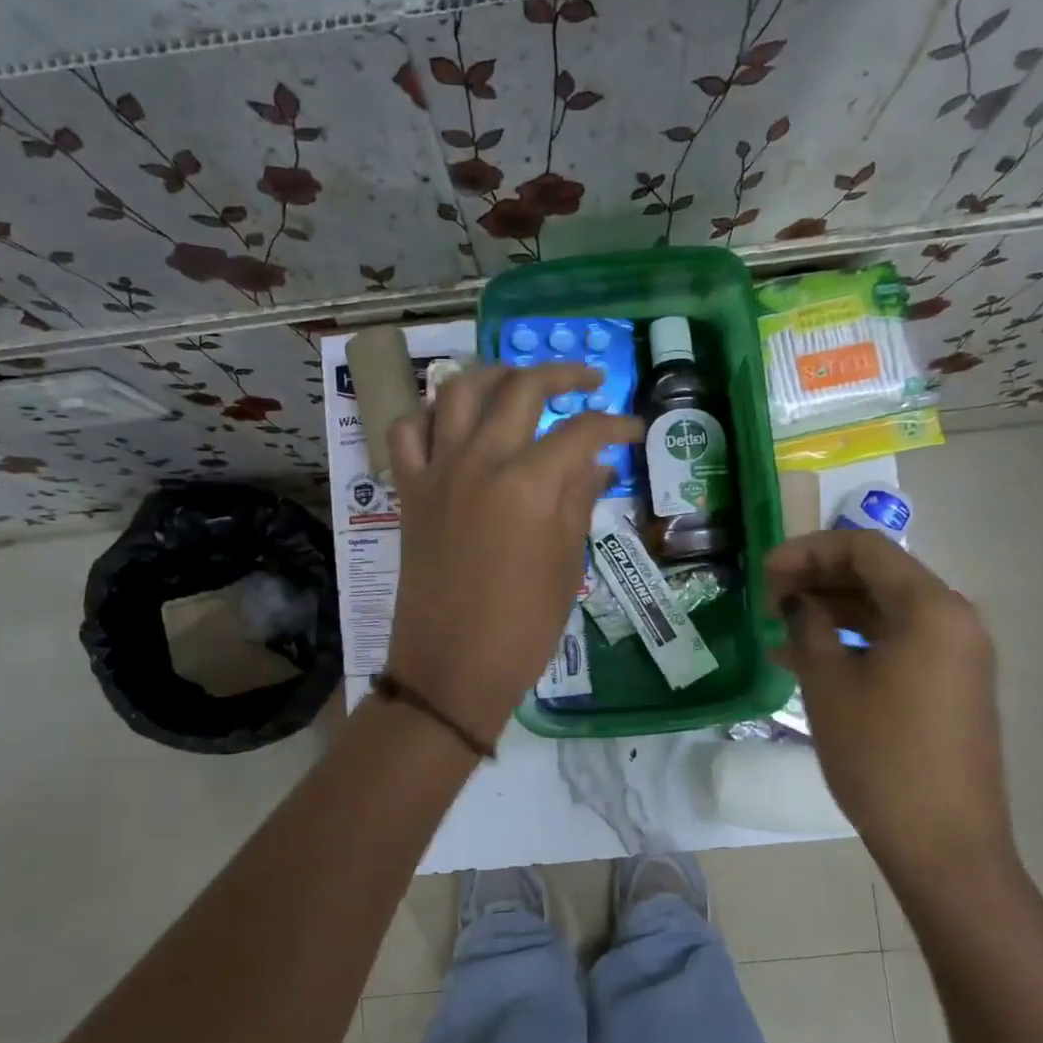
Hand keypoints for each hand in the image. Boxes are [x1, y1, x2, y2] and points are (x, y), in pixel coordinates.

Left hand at [385, 362, 640, 745]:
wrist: (452, 668)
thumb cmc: (523, 627)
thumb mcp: (566, 565)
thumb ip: (579, 501)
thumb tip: (596, 464)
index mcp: (529, 484)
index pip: (581, 431)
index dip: (615, 424)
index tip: (634, 429)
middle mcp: (480, 461)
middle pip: (521, 388)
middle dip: (562, 375)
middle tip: (587, 382)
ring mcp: (438, 471)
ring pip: (458, 390)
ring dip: (494, 374)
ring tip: (519, 381)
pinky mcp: (409, 490)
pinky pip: (408, 432)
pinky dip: (430, 415)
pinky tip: (453, 423)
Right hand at [765, 530, 1012, 883]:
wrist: (944, 844)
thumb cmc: (881, 758)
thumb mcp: (829, 684)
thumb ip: (808, 626)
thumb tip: (796, 601)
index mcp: (931, 608)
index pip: (864, 548)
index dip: (807, 550)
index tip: (764, 572)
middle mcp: (953, 618)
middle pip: (877, 574)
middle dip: (817, 579)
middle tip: (767, 600)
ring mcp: (957, 653)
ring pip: (884, 609)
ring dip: (831, 610)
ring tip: (777, 629)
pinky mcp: (951, 683)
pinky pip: (897, 642)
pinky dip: (853, 640)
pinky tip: (807, 658)